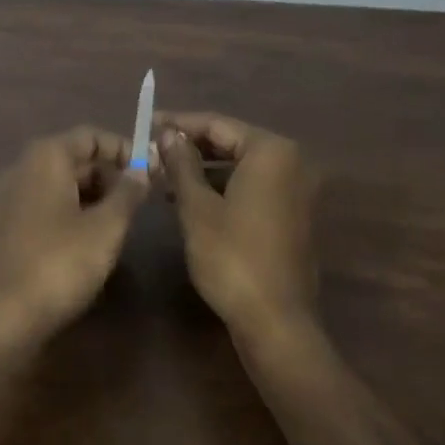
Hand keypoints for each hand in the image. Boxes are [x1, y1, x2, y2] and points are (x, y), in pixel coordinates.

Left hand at [0, 126, 149, 346]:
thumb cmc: (59, 264)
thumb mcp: (105, 228)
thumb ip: (127, 194)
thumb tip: (142, 170)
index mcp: (45, 157)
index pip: (90, 136)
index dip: (123, 149)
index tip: (151, 172)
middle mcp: (20, 167)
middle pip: (73, 158)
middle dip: (108, 175)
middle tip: (138, 203)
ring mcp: (6, 196)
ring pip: (58, 183)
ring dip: (90, 196)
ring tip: (117, 225)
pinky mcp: (1, 225)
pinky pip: (42, 204)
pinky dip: (68, 212)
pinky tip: (85, 242)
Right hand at [157, 112, 317, 343]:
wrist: (276, 321)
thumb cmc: (232, 257)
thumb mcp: (197, 207)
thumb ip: (182, 163)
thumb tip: (168, 133)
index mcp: (271, 152)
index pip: (217, 124)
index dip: (179, 123)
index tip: (148, 123)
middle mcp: (292, 163)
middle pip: (232, 142)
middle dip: (191, 147)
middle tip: (153, 151)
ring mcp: (297, 190)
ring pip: (241, 166)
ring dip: (204, 169)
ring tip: (164, 176)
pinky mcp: (294, 214)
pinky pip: (254, 187)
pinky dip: (223, 187)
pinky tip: (190, 199)